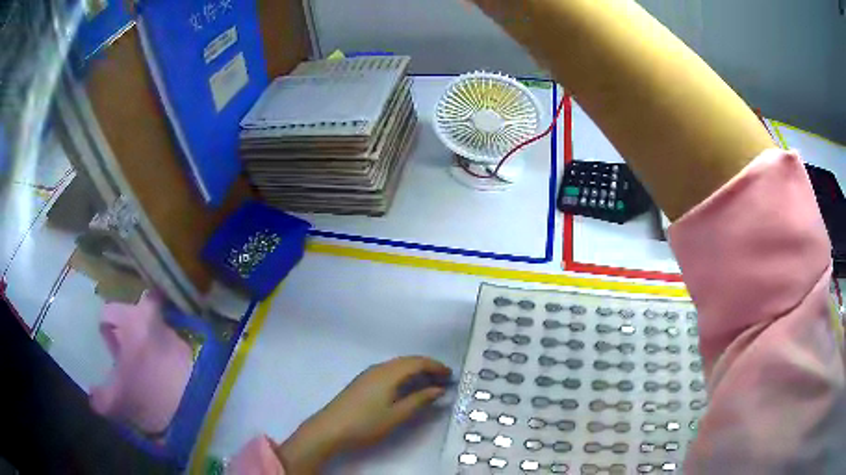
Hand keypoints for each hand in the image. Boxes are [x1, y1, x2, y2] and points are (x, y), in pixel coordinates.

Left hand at [276, 356, 450, 473]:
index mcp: (388, 373)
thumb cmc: (366, 423)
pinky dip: (403, 376)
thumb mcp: (397, 415)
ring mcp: (368, 374)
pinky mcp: (362, 382)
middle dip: (427, 367)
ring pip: (397, 366)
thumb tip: (438, 389)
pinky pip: (389, 372)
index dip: (436, 366)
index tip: (451, 375)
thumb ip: (419, 400)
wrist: (330, 428)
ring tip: (429, 384)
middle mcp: (378, 368)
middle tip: (444, 379)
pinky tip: (407, 388)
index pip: (417, 362)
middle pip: (407, 361)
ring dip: (415, 371)